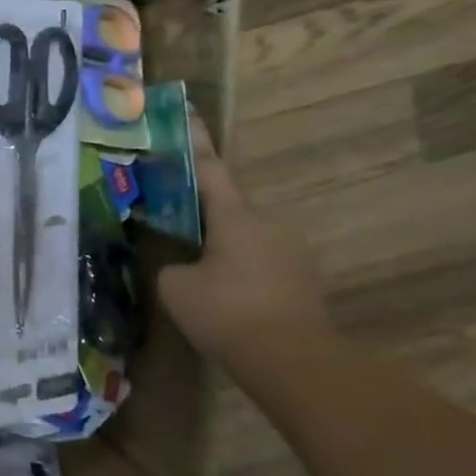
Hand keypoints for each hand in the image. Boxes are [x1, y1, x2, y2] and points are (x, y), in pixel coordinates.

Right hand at [156, 116, 330, 366]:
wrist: (293, 360)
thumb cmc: (227, 312)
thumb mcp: (175, 286)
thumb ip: (171, 264)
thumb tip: (180, 264)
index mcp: (236, 217)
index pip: (210, 170)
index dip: (195, 143)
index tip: (189, 115)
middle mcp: (270, 224)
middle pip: (228, 209)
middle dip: (202, 217)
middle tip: (174, 230)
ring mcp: (292, 252)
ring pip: (245, 239)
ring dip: (221, 248)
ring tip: (197, 275)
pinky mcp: (303, 280)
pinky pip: (260, 264)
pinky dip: (240, 272)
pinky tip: (223, 298)